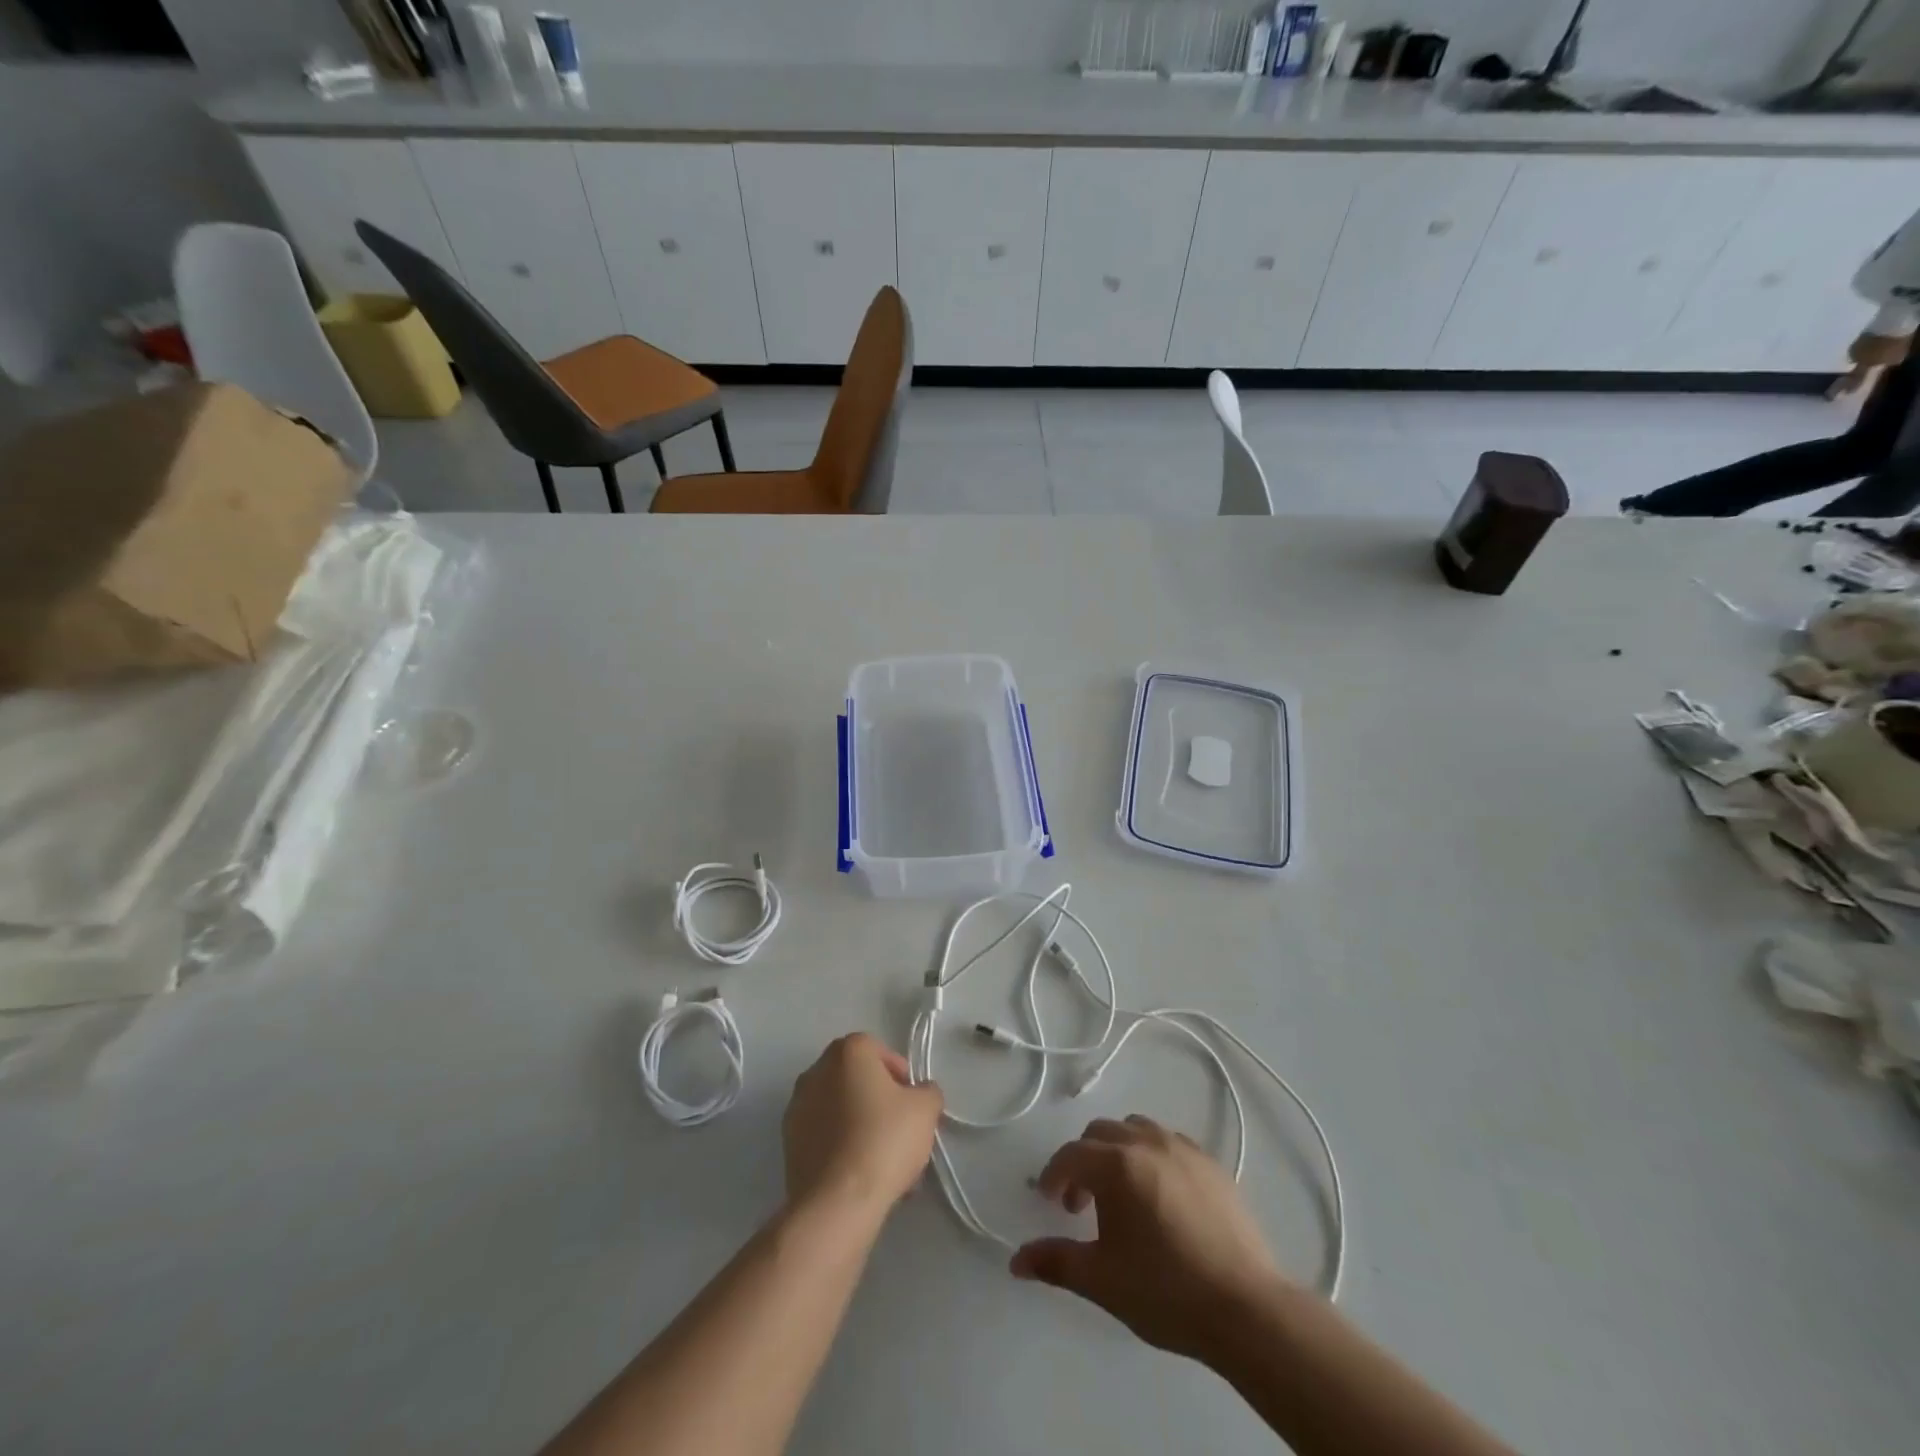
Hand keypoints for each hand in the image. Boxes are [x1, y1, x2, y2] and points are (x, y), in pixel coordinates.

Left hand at [783, 1033, 942, 1222]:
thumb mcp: (925, 1110)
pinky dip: (839, 1145)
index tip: (912, 1104)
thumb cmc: (884, 1140)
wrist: (836, 1202)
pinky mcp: (787, 1142)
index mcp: (848, 1051)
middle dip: (878, 1099)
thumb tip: (920, 1092)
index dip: (900, 1076)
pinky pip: (823, 1134)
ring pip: (839, 1108)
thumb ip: (927, 1091)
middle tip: (899, 1129)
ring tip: (881, 1159)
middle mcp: (816, 1070)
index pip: (879, 1051)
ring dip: (858, 1123)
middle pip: (856, 1079)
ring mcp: (797, 1106)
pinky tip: (858, 1173)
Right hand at [1011, 1115, 1281, 1362]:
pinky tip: (1160, 1196)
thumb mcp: (1101, 1280)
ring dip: (1118, 1151)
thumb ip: (1055, 1262)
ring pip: (1137, 1129)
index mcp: (1116, 1164)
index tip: (1048, 1201)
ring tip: (1122, 1194)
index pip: (1071, 1155)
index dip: (1052, 1175)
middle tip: (1081, 1204)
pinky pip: (1170, 1143)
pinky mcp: (1212, 1164)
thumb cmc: (1165, 1290)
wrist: (1245, 1309)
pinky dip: (1153, 1156)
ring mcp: (1184, 1149)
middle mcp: (1147, 1142)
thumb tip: (1016, 1261)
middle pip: (1101, 1133)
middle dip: (1084, 1162)